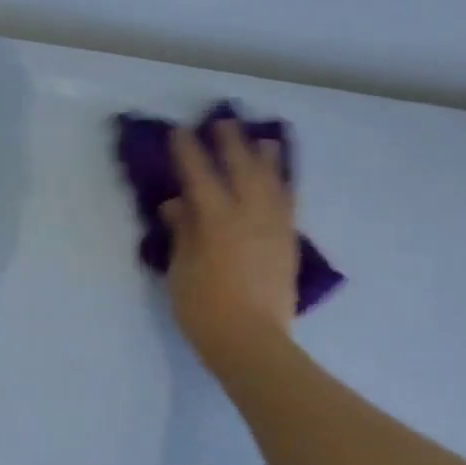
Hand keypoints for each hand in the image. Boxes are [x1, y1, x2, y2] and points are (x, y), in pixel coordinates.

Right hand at [162, 120, 298, 375]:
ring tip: (264, 140)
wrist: (252, 342)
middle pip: (241, 168)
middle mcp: (249, 214)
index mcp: (217, 219)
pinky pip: (288, 203)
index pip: (199, 175)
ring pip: (272, 182)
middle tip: (224, 122)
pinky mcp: (288, 243)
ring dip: (266, 158)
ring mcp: (273, 227)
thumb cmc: (205, 309)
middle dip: (230, 143)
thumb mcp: (182, 271)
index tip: (180, 131)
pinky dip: (284, 185)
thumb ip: (182, 233)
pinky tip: (281, 179)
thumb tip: (176, 204)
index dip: (188, 152)